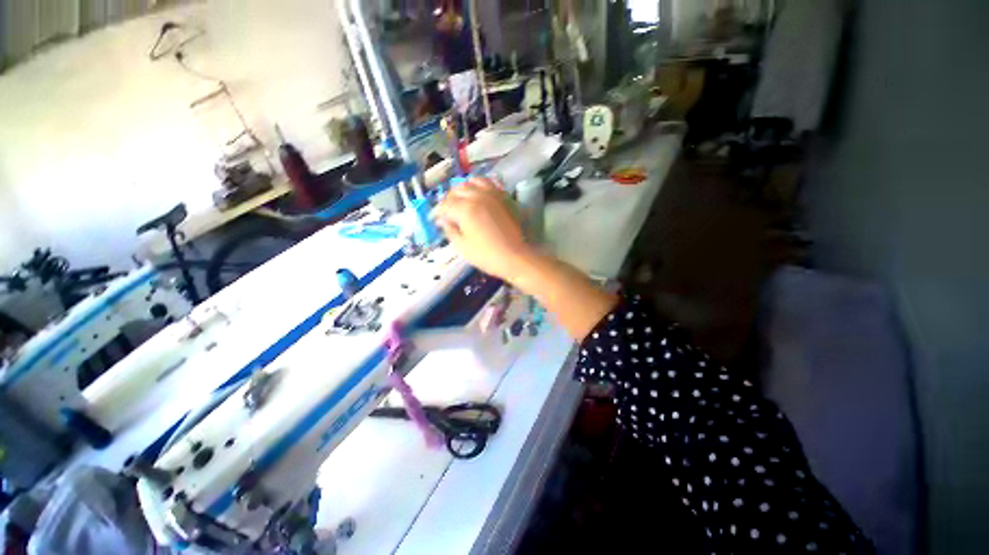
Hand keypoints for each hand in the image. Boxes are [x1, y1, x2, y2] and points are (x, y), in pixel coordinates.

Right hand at [433, 178, 535, 281]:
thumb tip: (444, 221)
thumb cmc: (488, 255)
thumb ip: (450, 231)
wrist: (516, 257)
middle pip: (457, 191)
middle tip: (446, 211)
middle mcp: (478, 196)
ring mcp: (493, 194)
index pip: (445, 205)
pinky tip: (478, 195)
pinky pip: (489, 184)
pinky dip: (480, 186)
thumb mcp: (463, 247)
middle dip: (448, 200)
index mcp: (465, 209)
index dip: (437, 212)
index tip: (434, 219)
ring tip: (461, 199)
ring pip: (473, 182)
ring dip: (463, 189)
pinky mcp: (504, 197)